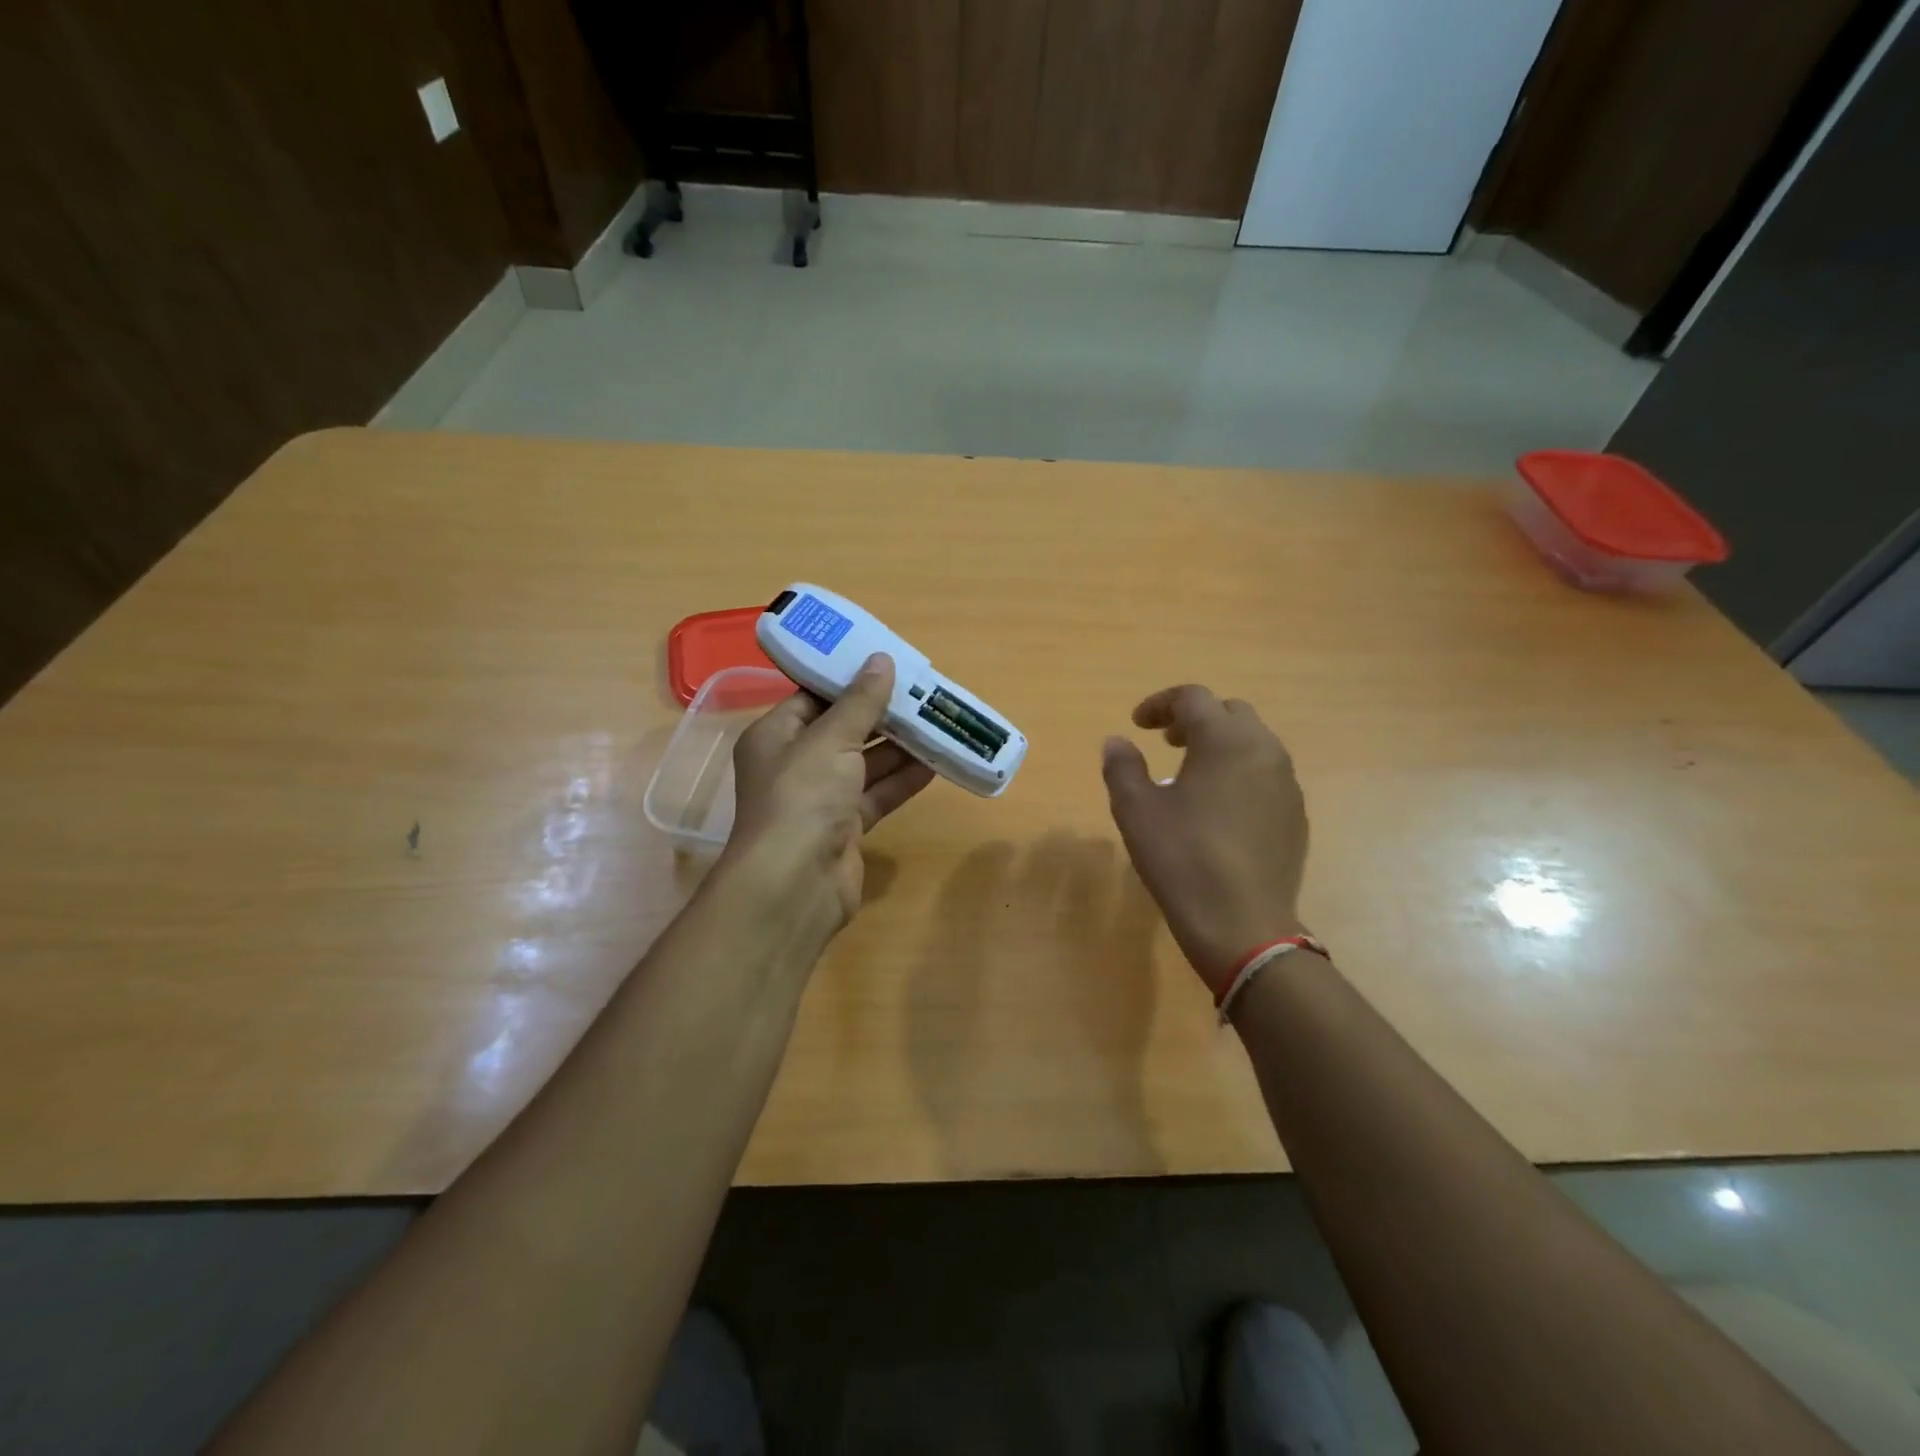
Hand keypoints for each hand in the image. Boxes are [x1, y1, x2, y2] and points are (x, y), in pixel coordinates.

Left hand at [722, 653, 935, 939]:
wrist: (796, 884)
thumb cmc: (803, 796)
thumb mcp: (831, 738)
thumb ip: (860, 701)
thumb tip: (881, 659)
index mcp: (775, 735)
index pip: (812, 697)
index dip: (848, 679)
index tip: (886, 663)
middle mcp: (794, 764)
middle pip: (843, 730)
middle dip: (882, 714)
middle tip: (922, 692)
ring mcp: (820, 799)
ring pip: (864, 764)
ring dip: (899, 747)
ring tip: (937, 722)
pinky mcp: (844, 828)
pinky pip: (876, 795)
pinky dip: (901, 781)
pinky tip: (935, 765)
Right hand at [1101, 685, 1309, 994]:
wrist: (1242, 924)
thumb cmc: (1182, 858)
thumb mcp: (1136, 810)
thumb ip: (1123, 767)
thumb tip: (1117, 741)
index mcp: (1225, 741)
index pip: (1193, 698)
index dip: (1160, 704)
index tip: (1137, 725)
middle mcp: (1264, 751)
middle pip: (1230, 713)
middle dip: (1195, 719)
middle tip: (1166, 743)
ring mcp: (1286, 784)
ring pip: (1254, 743)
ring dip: (1220, 745)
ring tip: (1191, 774)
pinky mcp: (1295, 816)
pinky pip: (1266, 775)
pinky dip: (1239, 773)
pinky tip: (1219, 809)